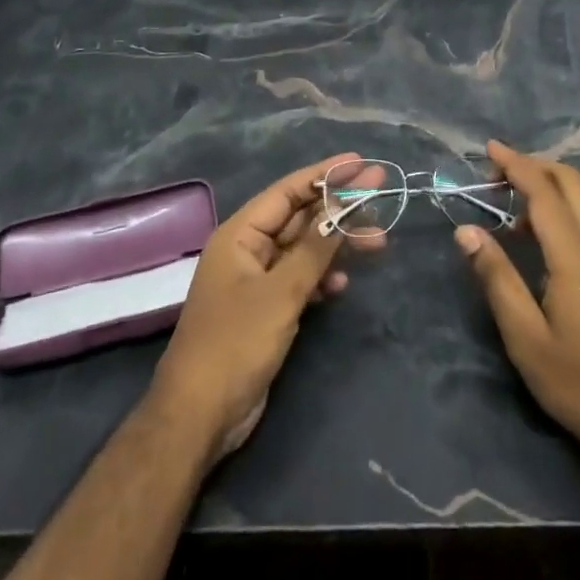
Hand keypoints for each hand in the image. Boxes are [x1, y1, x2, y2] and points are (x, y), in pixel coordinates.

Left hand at [150, 154, 383, 461]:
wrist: (199, 417)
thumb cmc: (235, 344)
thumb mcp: (281, 292)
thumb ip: (314, 248)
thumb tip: (342, 206)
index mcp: (240, 234)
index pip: (288, 191)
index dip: (324, 175)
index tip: (360, 162)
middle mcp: (247, 250)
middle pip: (299, 217)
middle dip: (338, 209)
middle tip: (380, 195)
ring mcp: (255, 281)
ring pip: (303, 250)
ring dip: (336, 245)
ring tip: (378, 244)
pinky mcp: (264, 310)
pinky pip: (299, 280)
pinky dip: (321, 278)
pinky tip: (342, 285)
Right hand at [455, 141, 579, 460]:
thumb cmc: (578, 382)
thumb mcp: (525, 336)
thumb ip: (496, 277)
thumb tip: (465, 231)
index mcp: (576, 254)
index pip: (543, 190)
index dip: (515, 164)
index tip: (488, 149)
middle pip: (571, 181)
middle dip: (534, 166)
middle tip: (497, 174)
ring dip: (551, 185)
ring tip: (513, 203)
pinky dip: (566, 206)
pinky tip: (543, 234)